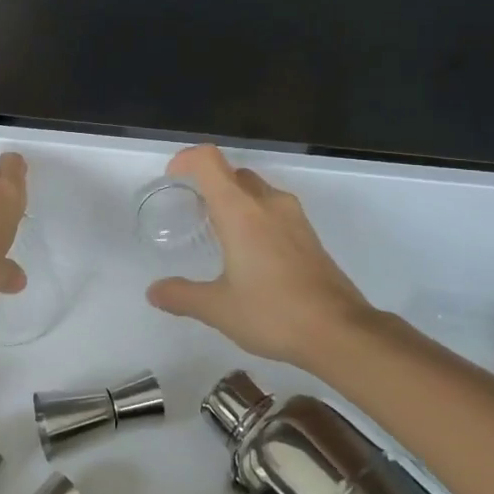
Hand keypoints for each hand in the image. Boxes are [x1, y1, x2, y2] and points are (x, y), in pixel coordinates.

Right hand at [146, 144, 378, 372]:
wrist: (340, 332)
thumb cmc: (273, 312)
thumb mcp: (218, 309)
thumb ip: (182, 296)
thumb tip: (154, 292)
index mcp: (240, 210)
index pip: (208, 161)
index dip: (186, 160)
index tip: (172, 178)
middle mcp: (268, 203)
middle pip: (233, 173)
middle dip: (209, 184)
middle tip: (193, 213)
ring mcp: (294, 217)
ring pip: (256, 190)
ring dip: (234, 200)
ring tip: (219, 234)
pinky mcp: (309, 235)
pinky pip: (274, 209)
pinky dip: (255, 217)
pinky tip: (250, 255)